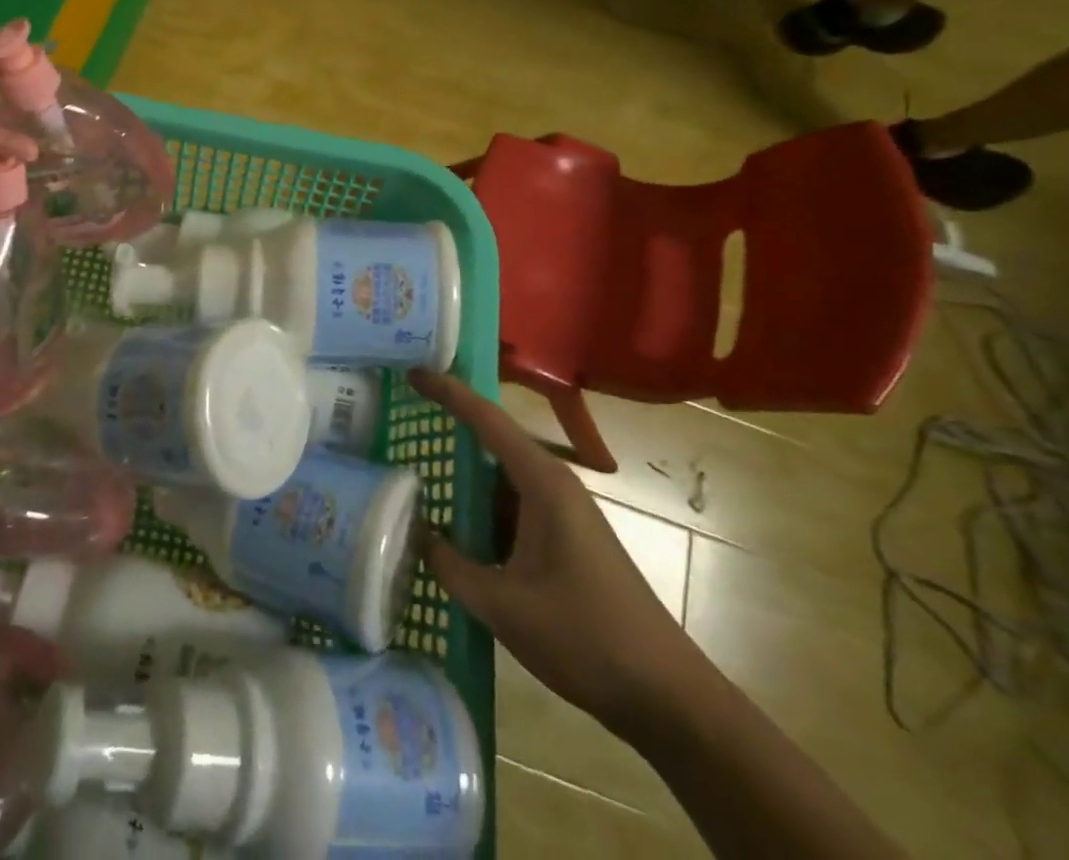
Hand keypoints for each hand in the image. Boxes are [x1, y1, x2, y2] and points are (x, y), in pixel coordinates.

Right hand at [408, 370, 713, 735]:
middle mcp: (552, 484)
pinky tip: (452, 525)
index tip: (412, 373)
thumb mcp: (504, 606)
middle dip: (449, 428)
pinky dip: (479, 509)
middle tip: (402, 419)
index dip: (448, 392)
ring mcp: (561, 512)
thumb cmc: (585, 638)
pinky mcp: (563, 538)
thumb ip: (450, 566)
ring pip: (500, 479)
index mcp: (542, 482)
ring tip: (412, 469)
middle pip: (492, 441)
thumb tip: (414, 532)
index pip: (486, 419)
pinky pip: (511, 507)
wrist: (666, 695)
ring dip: (462, 476)